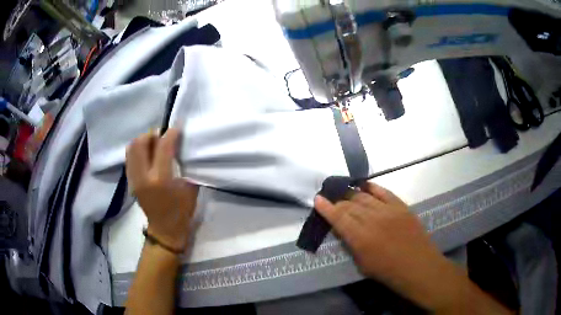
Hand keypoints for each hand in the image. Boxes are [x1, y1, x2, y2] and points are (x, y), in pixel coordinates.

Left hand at [126, 128, 198, 252]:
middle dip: (152, 133)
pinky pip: (130, 158)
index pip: (163, 147)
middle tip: (163, 135)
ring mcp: (134, 179)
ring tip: (154, 143)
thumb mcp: (190, 187)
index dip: (171, 133)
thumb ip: (183, 165)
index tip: (177, 127)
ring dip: (143, 140)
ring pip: (131, 148)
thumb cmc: (182, 211)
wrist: (165, 230)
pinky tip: (147, 154)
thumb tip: (180, 147)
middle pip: (140, 143)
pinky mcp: (130, 182)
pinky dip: (138, 150)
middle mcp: (143, 177)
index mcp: (161, 179)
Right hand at [314, 183, 465, 311]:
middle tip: (331, 199)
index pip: (338, 218)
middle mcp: (372, 220)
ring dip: (351, 194)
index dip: (326, 208)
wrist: (418, 266)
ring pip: (364, 197)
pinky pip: (384, 192)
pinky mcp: (401, 206)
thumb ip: (351, 244)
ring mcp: (388, 211)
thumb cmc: (388, 272)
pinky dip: (372, 187)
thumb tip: (343, 230)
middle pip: (349, 205)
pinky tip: (364, 186)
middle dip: (337, 201)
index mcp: (361, 238)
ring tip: (344, 192)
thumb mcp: (362, 264)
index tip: (318, 199)